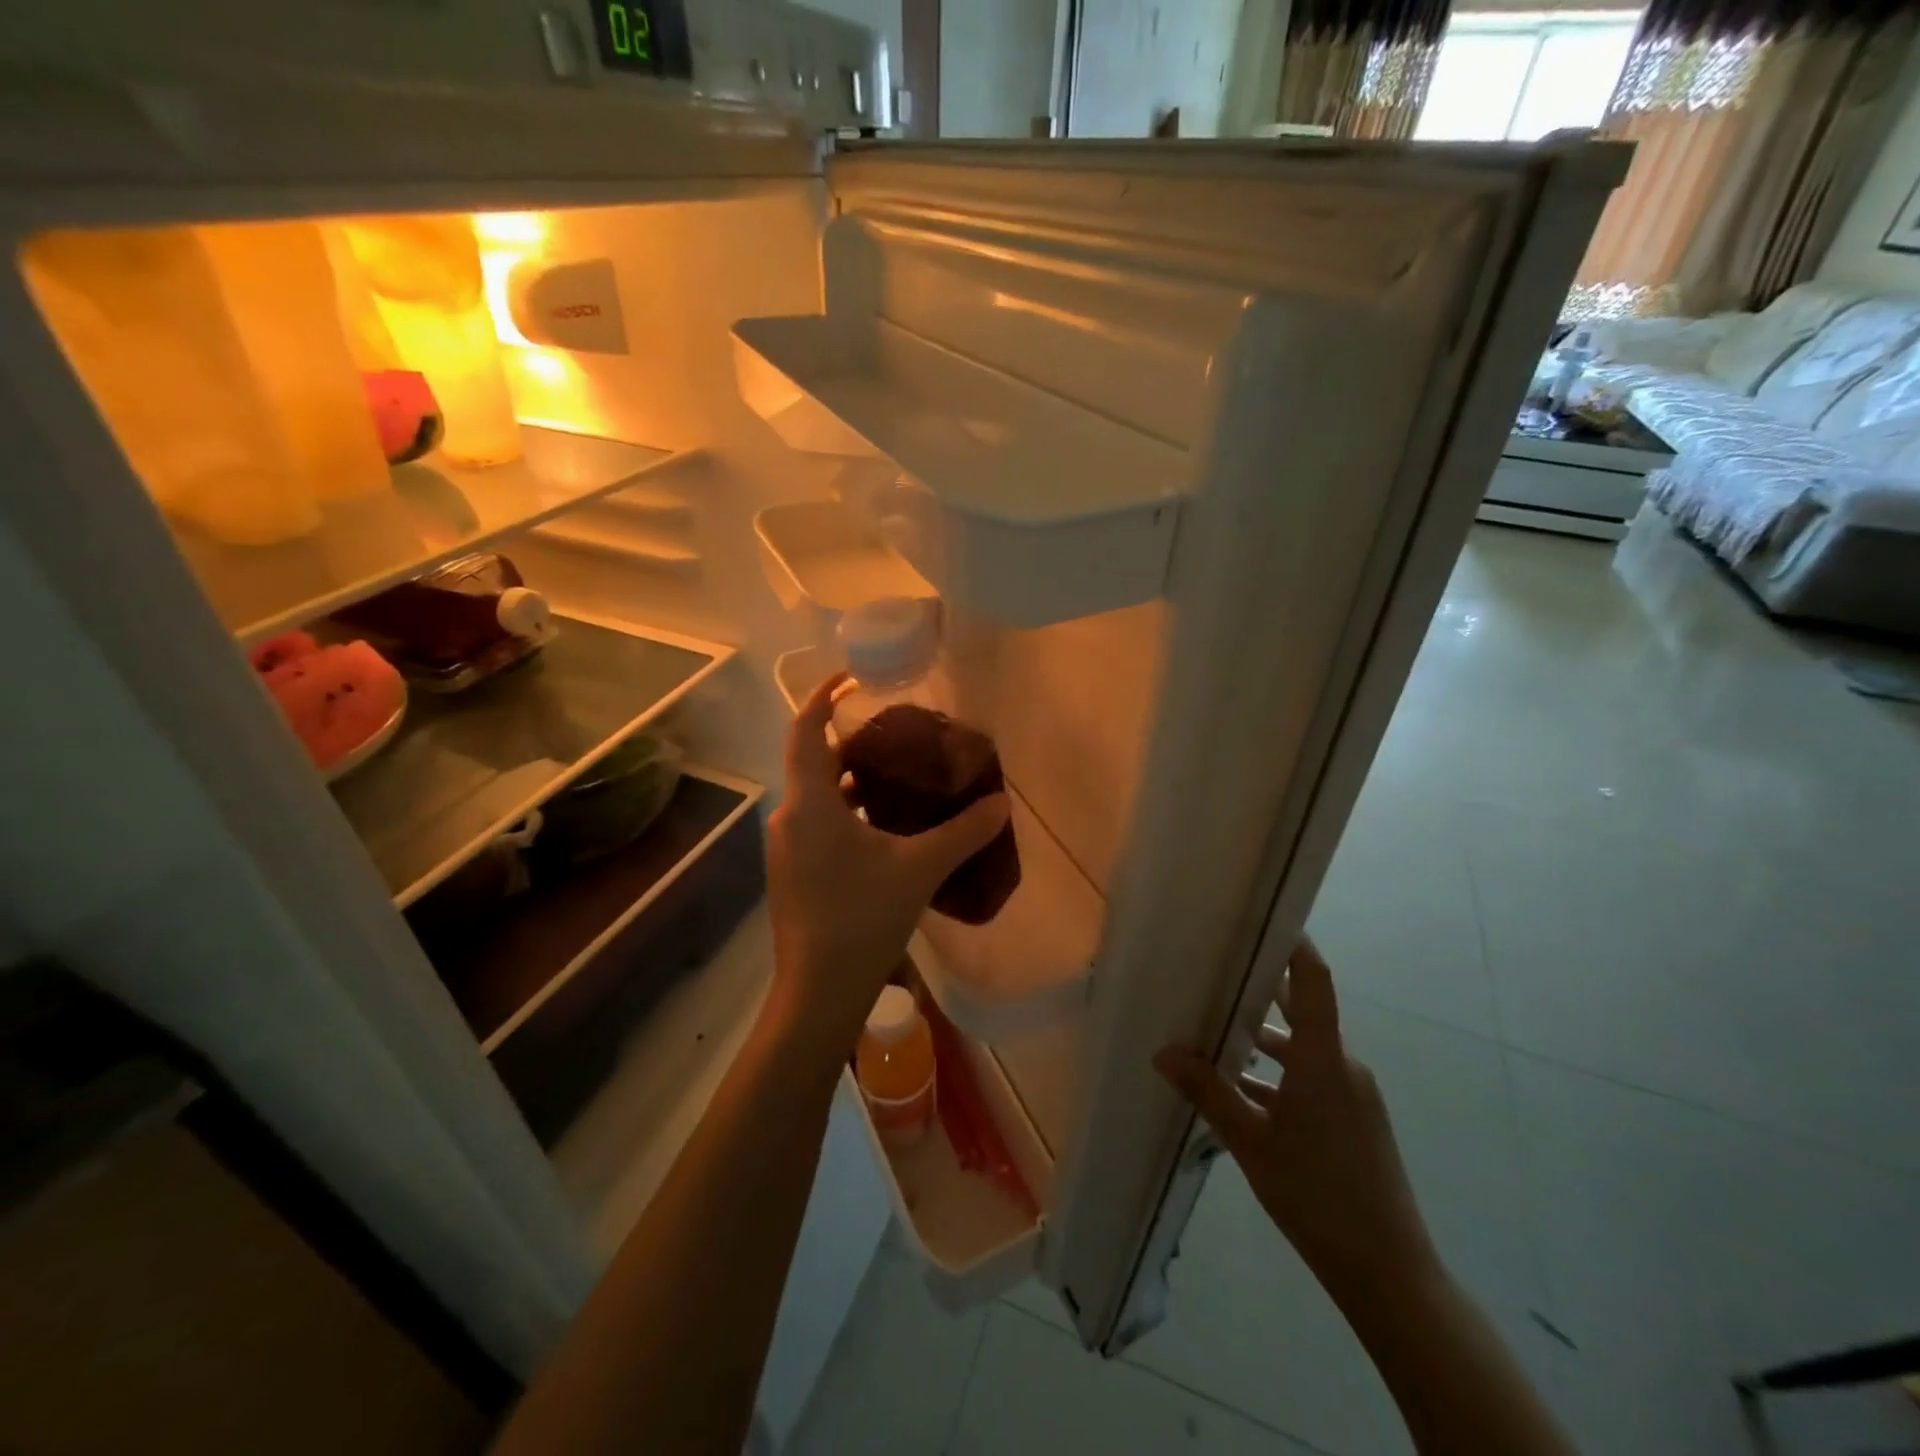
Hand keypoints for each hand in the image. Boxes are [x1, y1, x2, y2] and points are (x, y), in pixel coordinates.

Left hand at [765, 671, 1009, 1054]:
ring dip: (852, 782)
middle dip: (851, 743)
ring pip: (818, 796)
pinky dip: (847, 812)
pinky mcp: (793, 873)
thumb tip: (1001, 803)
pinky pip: (818, 823)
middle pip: (814, 761)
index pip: (805, 729)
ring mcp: (787, 848)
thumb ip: (962, 832)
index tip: (852, 678)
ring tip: (898, 777)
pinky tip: (884, 829)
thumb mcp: (919, 869)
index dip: (824, 697)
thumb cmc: (862, 920)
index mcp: (809, 803)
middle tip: (897, 735)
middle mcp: (789, 817)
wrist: (818, 993)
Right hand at [1154, 938, 1437, 1293]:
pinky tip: (1239, 1089)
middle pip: (1302, 1010)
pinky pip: (1309, 1078)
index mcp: (1325, 1059)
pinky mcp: (1351, 1120)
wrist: (1389, 1273)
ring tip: (1214, 1027)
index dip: (1294, 943)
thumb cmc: (1318, 1194)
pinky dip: (1277, 1074)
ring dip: (1264, 1037)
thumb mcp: (1252, 1142)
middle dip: (1261, 988)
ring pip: (1302, 1048)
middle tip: (1217, 967)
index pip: (1314, 981)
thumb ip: (1209, 1092)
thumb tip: (1163, 1052)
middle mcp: (1342, 1065)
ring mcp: (1350, 1094)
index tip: (1264, 916)